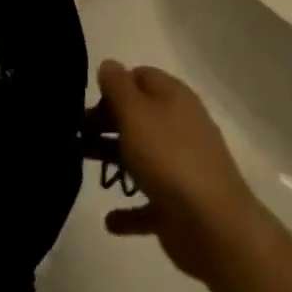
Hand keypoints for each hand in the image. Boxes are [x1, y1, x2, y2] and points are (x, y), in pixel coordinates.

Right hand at [96, 60, 263, 283]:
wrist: (214, 227)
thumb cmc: (169, 158)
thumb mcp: (135, 113)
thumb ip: (117, 86)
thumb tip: (109, 65)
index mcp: (174, 98)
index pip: (140, 77)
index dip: (113, 86)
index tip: (88, 102)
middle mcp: (180, 127)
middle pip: (138, 116)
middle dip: (106, 123)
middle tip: (76, 134)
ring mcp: (182, 168)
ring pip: (141, 156)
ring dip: (113, 160)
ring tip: (80, 167)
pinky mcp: (179, 207)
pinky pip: (149, 204)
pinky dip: (130, 210)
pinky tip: (110, 221)